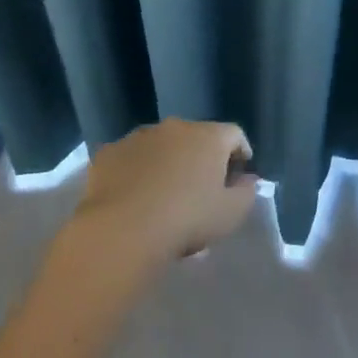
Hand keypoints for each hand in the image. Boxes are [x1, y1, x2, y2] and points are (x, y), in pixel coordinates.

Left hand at [72, 119, 257, 266]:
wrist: (121, 230)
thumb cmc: (186, 219)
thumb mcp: (230, 215)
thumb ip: (246, 193)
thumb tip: (248, 180)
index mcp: (209, 136)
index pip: (234, 134)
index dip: (241, 153)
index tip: (239, 175)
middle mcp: (175, 127)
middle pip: (196, 137)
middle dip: (201, 158)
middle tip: (201, 189)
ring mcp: (139, 136)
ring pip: (161, 145)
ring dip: (167, 162)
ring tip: (163, 195)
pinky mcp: (109, 152)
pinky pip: (130, 158)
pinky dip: (136, 171)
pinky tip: (133, 197)